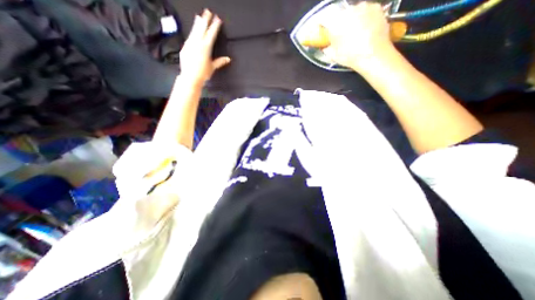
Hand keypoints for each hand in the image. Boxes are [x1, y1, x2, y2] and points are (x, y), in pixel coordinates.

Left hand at [180, 8, 231, 85]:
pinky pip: (189, 37)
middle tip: (207, 11)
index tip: (217, 19)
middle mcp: (197, 43)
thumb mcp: (212, 67)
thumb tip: (228, 59)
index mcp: (206, 47)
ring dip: (197, 23)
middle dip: (205, 20)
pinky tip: (193, 31)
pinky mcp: (185, 47)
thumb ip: (220, 61)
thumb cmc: (203, 73)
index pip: (211, 34)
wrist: (190, 77)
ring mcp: (190, 44)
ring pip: (194, 31)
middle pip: (202, 28)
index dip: (215, 26)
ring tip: (199, 16)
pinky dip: (192, 32)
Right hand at [321, 1, 391, 72]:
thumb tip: (325, 45)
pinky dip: (363, 18)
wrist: (373, 54)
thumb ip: (326, 47)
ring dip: (351, 20)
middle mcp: (348, 10)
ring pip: (353, 12)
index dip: (321, 23)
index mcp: (334, 22)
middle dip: (338, 23)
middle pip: (339, 14)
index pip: (323, 18)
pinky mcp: (376, 8)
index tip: (321, 28)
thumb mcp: (333, 55)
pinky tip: (364, 30)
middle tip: (340, 34)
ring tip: (353, 33)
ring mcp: (363, 7)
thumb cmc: (350, 56)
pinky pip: (366, 11)